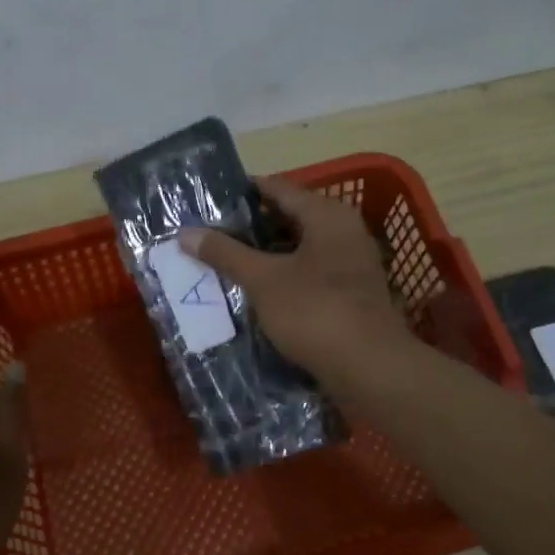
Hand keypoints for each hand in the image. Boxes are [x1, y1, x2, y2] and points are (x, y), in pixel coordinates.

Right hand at [178, 176, 416, 388]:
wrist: (369, 367)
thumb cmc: (314, 311)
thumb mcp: (263, 280)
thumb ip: (226, 253)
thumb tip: (186, 233)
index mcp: (327, 214)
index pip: (278, 187)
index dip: (242, 192)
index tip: (208, 201)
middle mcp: (344, 230)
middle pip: (290, 217)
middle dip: (251, 227)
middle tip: (211, 234)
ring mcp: (351, 263)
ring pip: (299, 248)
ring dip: (266, 254)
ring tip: (226, 261)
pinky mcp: (351, 293)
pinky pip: (310, 273)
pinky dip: (284, 276)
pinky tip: (257, 290)